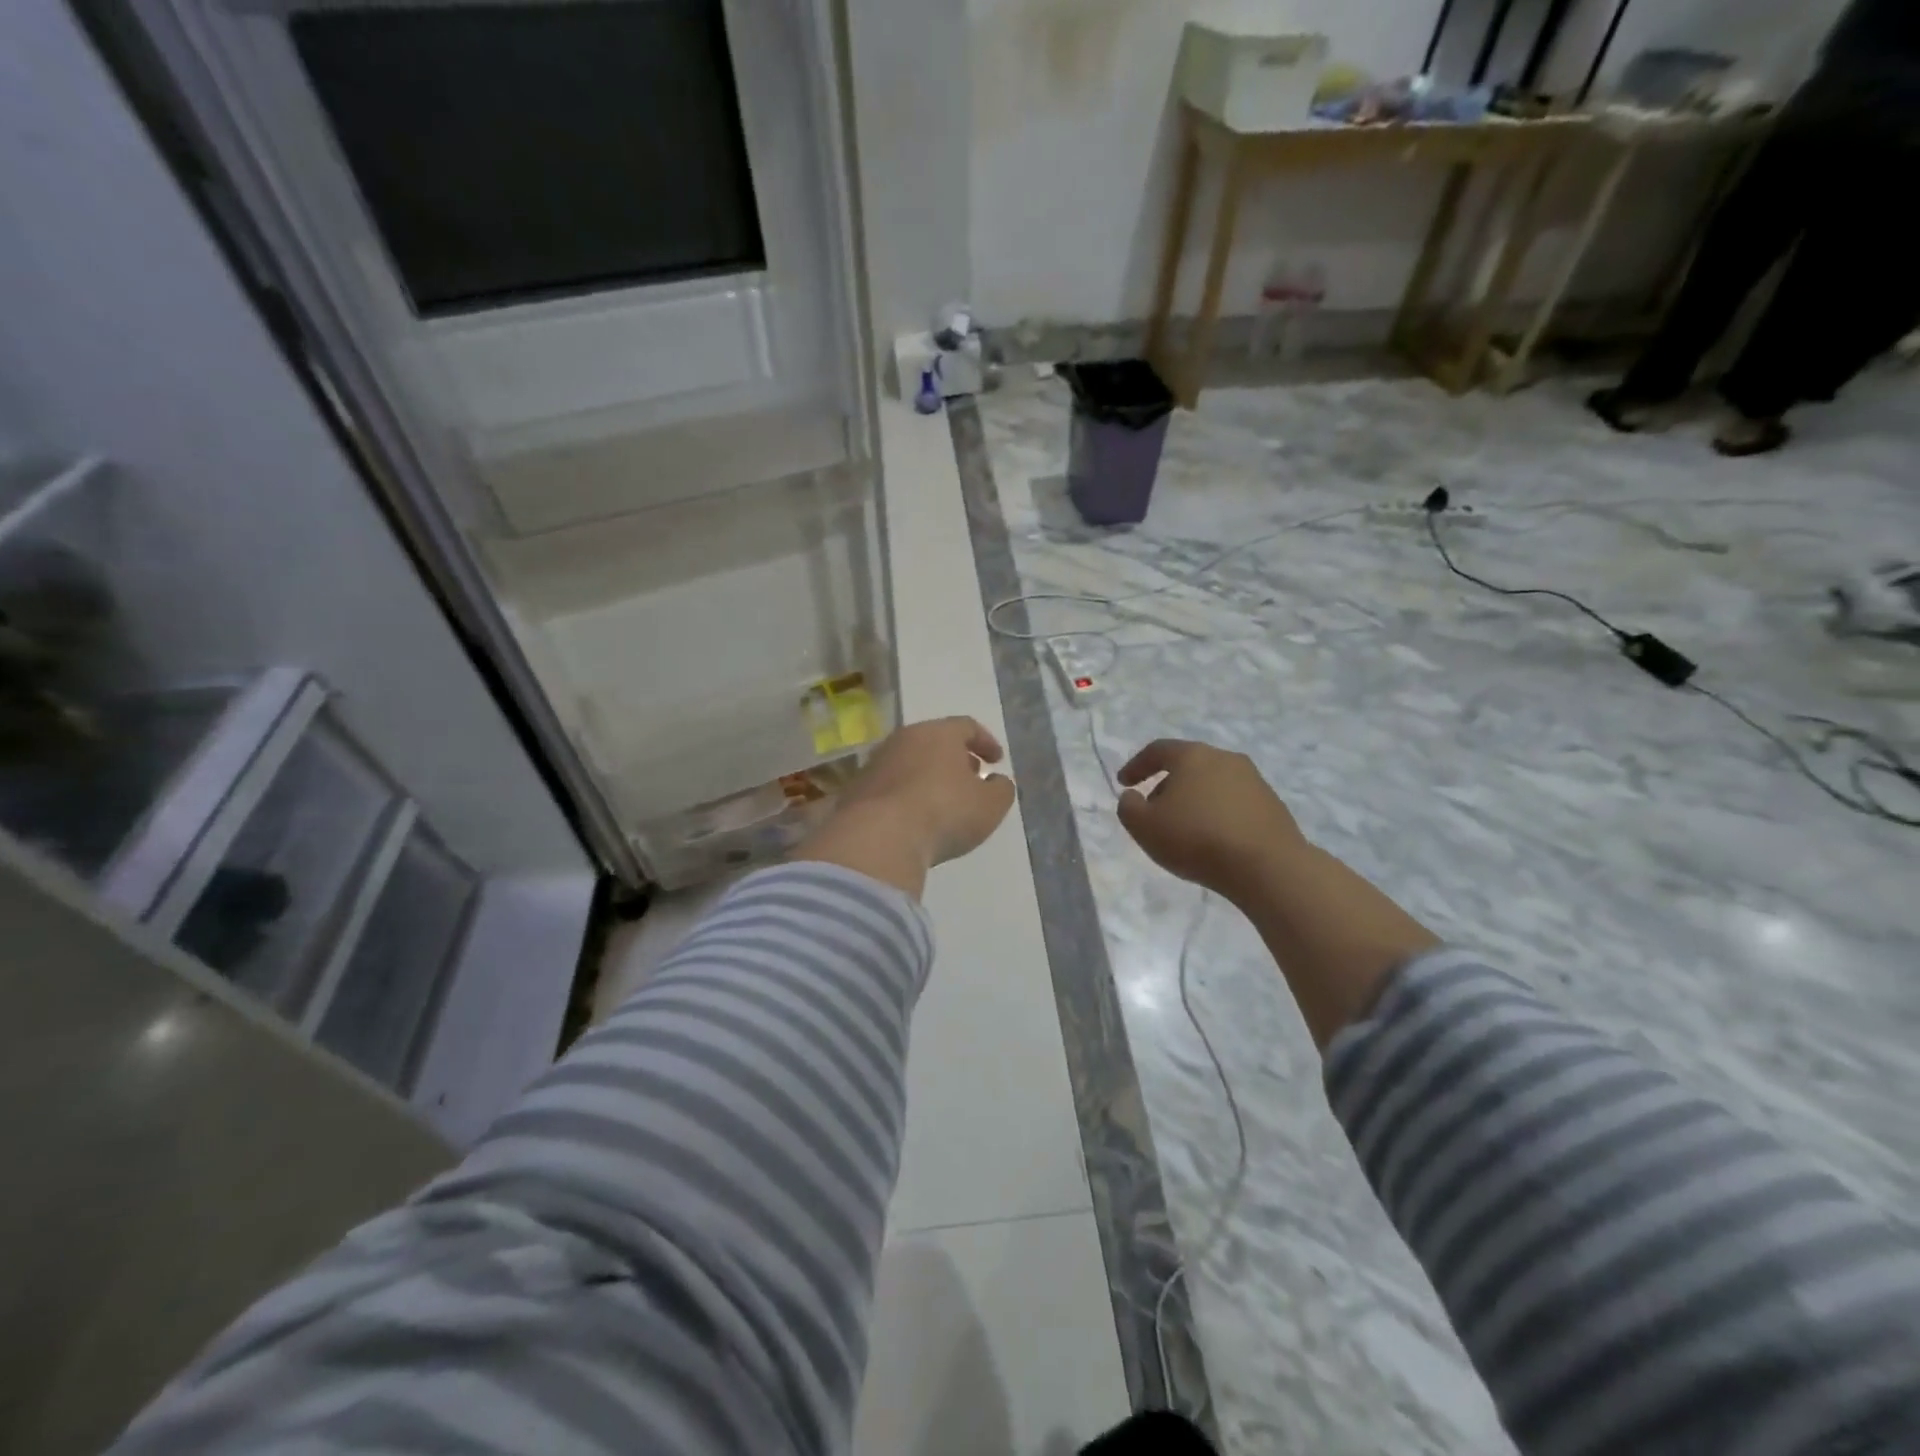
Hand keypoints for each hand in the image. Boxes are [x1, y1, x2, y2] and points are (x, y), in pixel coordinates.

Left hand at [793, 717, 1016, 897]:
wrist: (878, 837)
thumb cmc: (944, 812)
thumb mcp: (990, 805)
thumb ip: (1001, 789)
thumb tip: (996, 781)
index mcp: (938, 733)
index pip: (966, 726)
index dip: (986, 742)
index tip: (996, 761)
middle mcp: (904, 739)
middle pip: (934, 741)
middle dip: (955, 758)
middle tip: (970, 776)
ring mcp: (875, 763)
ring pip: (910, 762)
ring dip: (928, 776)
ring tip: (942, 800)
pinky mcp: (856, 790)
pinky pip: (890, 786)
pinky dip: (906, 795)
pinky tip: (914, 818)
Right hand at [1118, 737, 1436, 1046]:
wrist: (1268, 866)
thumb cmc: (1197, 839)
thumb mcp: (1144, 827)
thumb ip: (1129, 808)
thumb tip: (1133, 797)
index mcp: (1192, 756)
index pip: (1158, 750)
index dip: (1136, 765)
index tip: (1124, 783)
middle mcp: (1225, 758)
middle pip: (1188, 765)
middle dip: (1166, 784)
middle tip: (1153, 809)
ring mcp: (1253, 780)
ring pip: (1212, 783)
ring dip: (1193, 800)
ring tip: (1183, 828)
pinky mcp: (1272, 804)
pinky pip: (1233, 802)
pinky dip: (1217, 813)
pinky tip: (1213, 839)